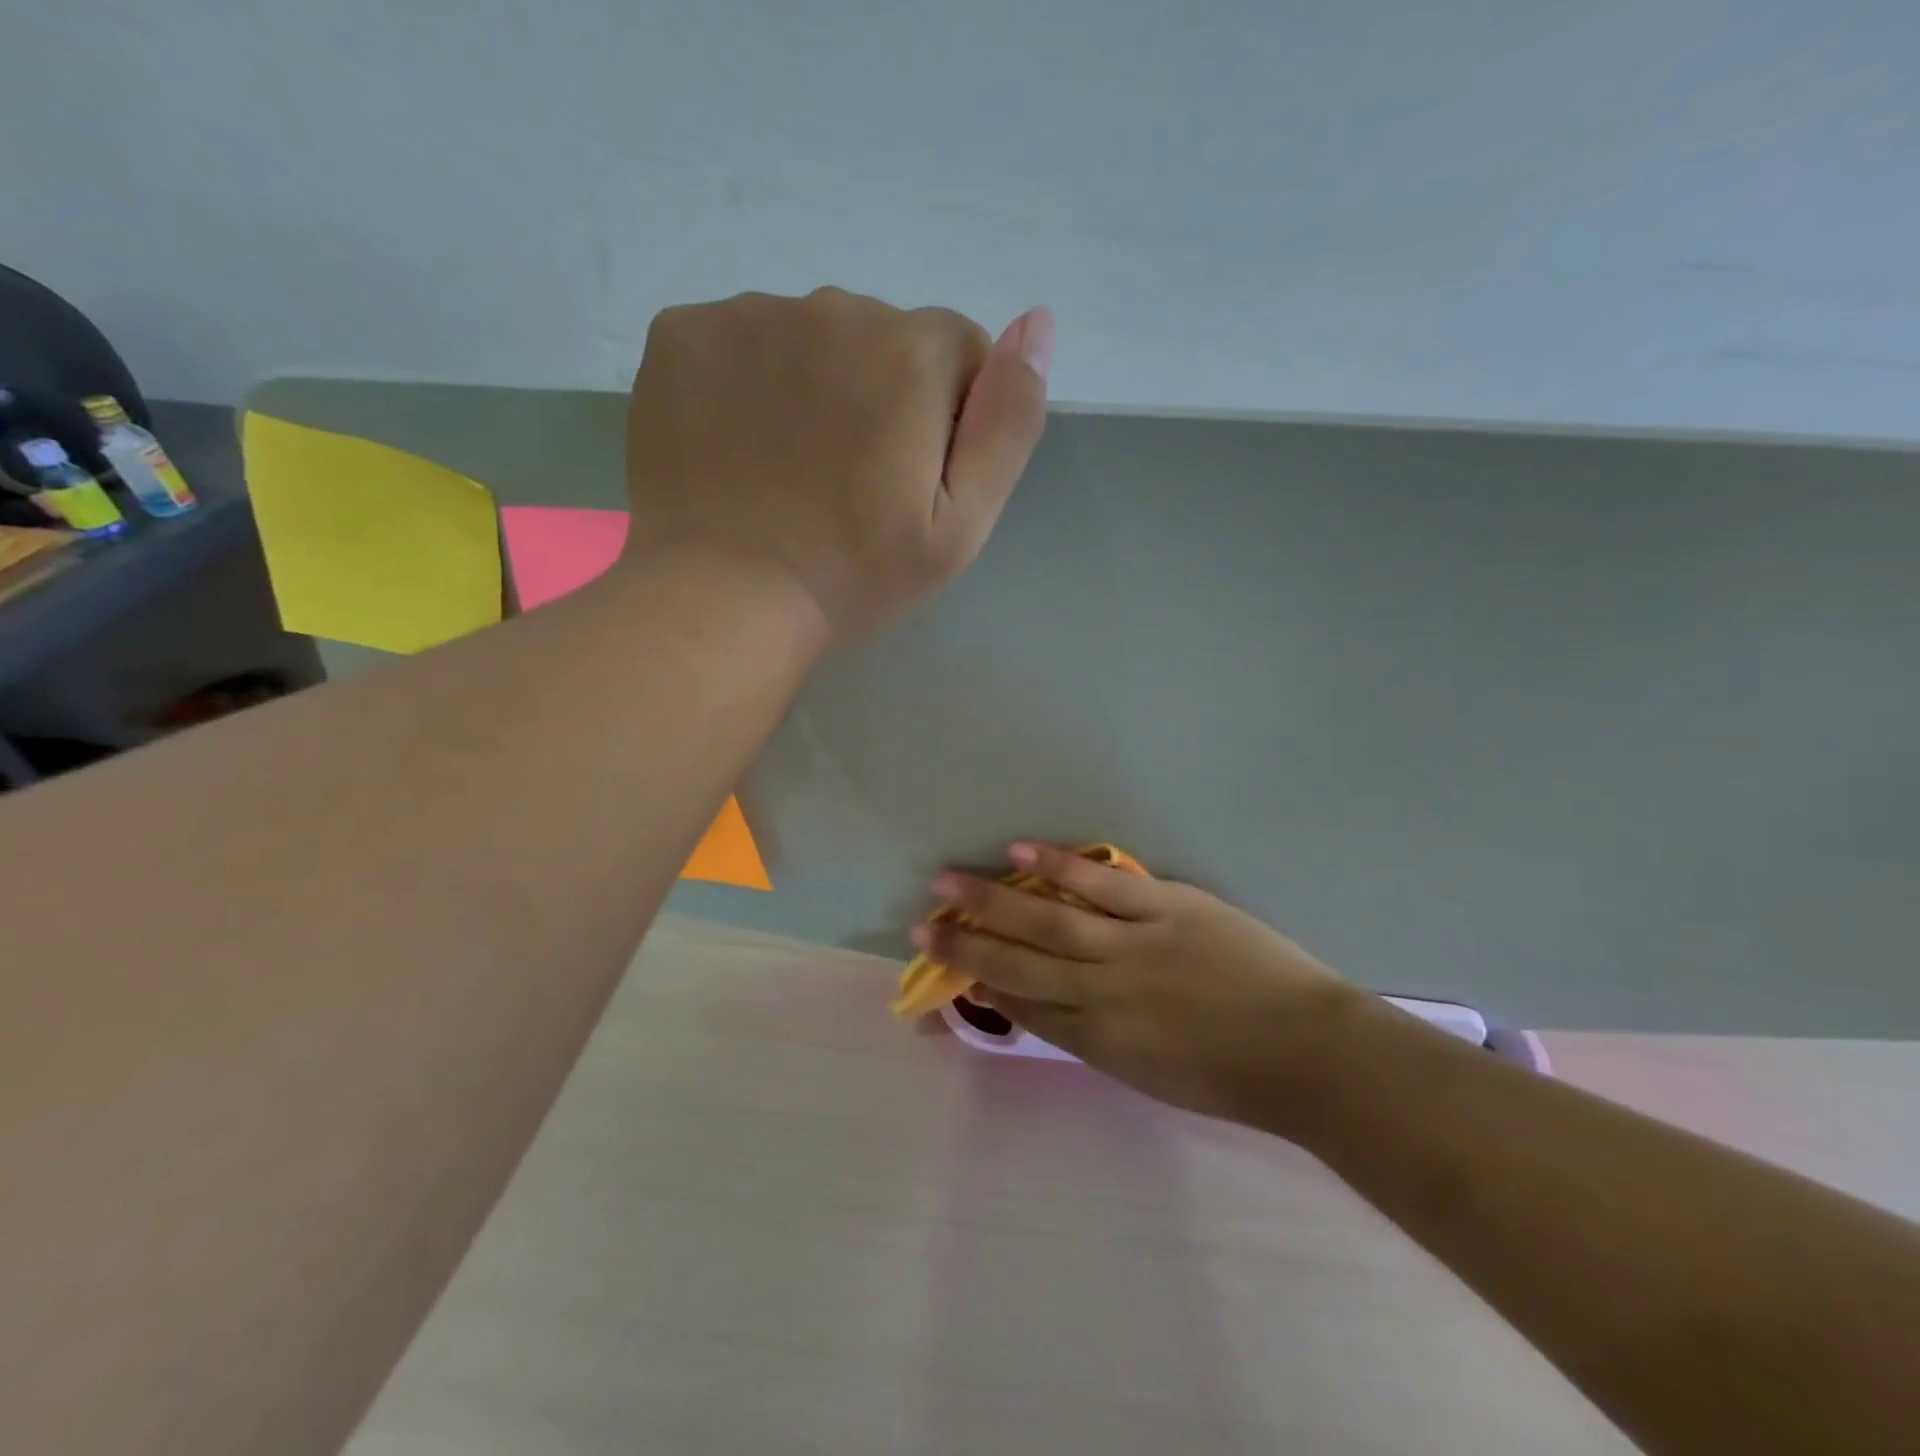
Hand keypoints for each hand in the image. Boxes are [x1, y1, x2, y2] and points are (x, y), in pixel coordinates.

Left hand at [624, 287, 1052, 640]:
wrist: (721, 603)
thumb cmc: (853, 576)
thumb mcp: (961, 525)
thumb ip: (1008, 423)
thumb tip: (1038, 324)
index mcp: (909, 354)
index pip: (959, 350)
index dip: (947, 416)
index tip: (912, 478)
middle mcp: (831, 309)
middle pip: (882, 336)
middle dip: (882, 393)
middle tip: (850, 481)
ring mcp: (746, 316)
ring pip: (810, 334)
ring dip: (815, 383)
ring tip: (791, 469)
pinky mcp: (681, 335)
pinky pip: (740, 340)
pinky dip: (748, 380)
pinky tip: (740, 444)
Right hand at [917, 842, 1369, 1130]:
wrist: (1311, 1057)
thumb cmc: (1234, 1078)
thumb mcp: (1152, 1074)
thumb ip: (1100, 1036)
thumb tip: (1055, 1002)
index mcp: (1099, 1042)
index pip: (1024, 1007)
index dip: (982, 985)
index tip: (950, 966)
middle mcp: (1103, 995)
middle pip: (1019, 966)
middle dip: (966, 947)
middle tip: (922, 927)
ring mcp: (1134, 948)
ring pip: (1048, 922)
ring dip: (993, 902)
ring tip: (947, 882)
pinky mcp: (1168, 909)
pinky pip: (1103, 887)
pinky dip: (1059, 869)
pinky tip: (1020, 853)